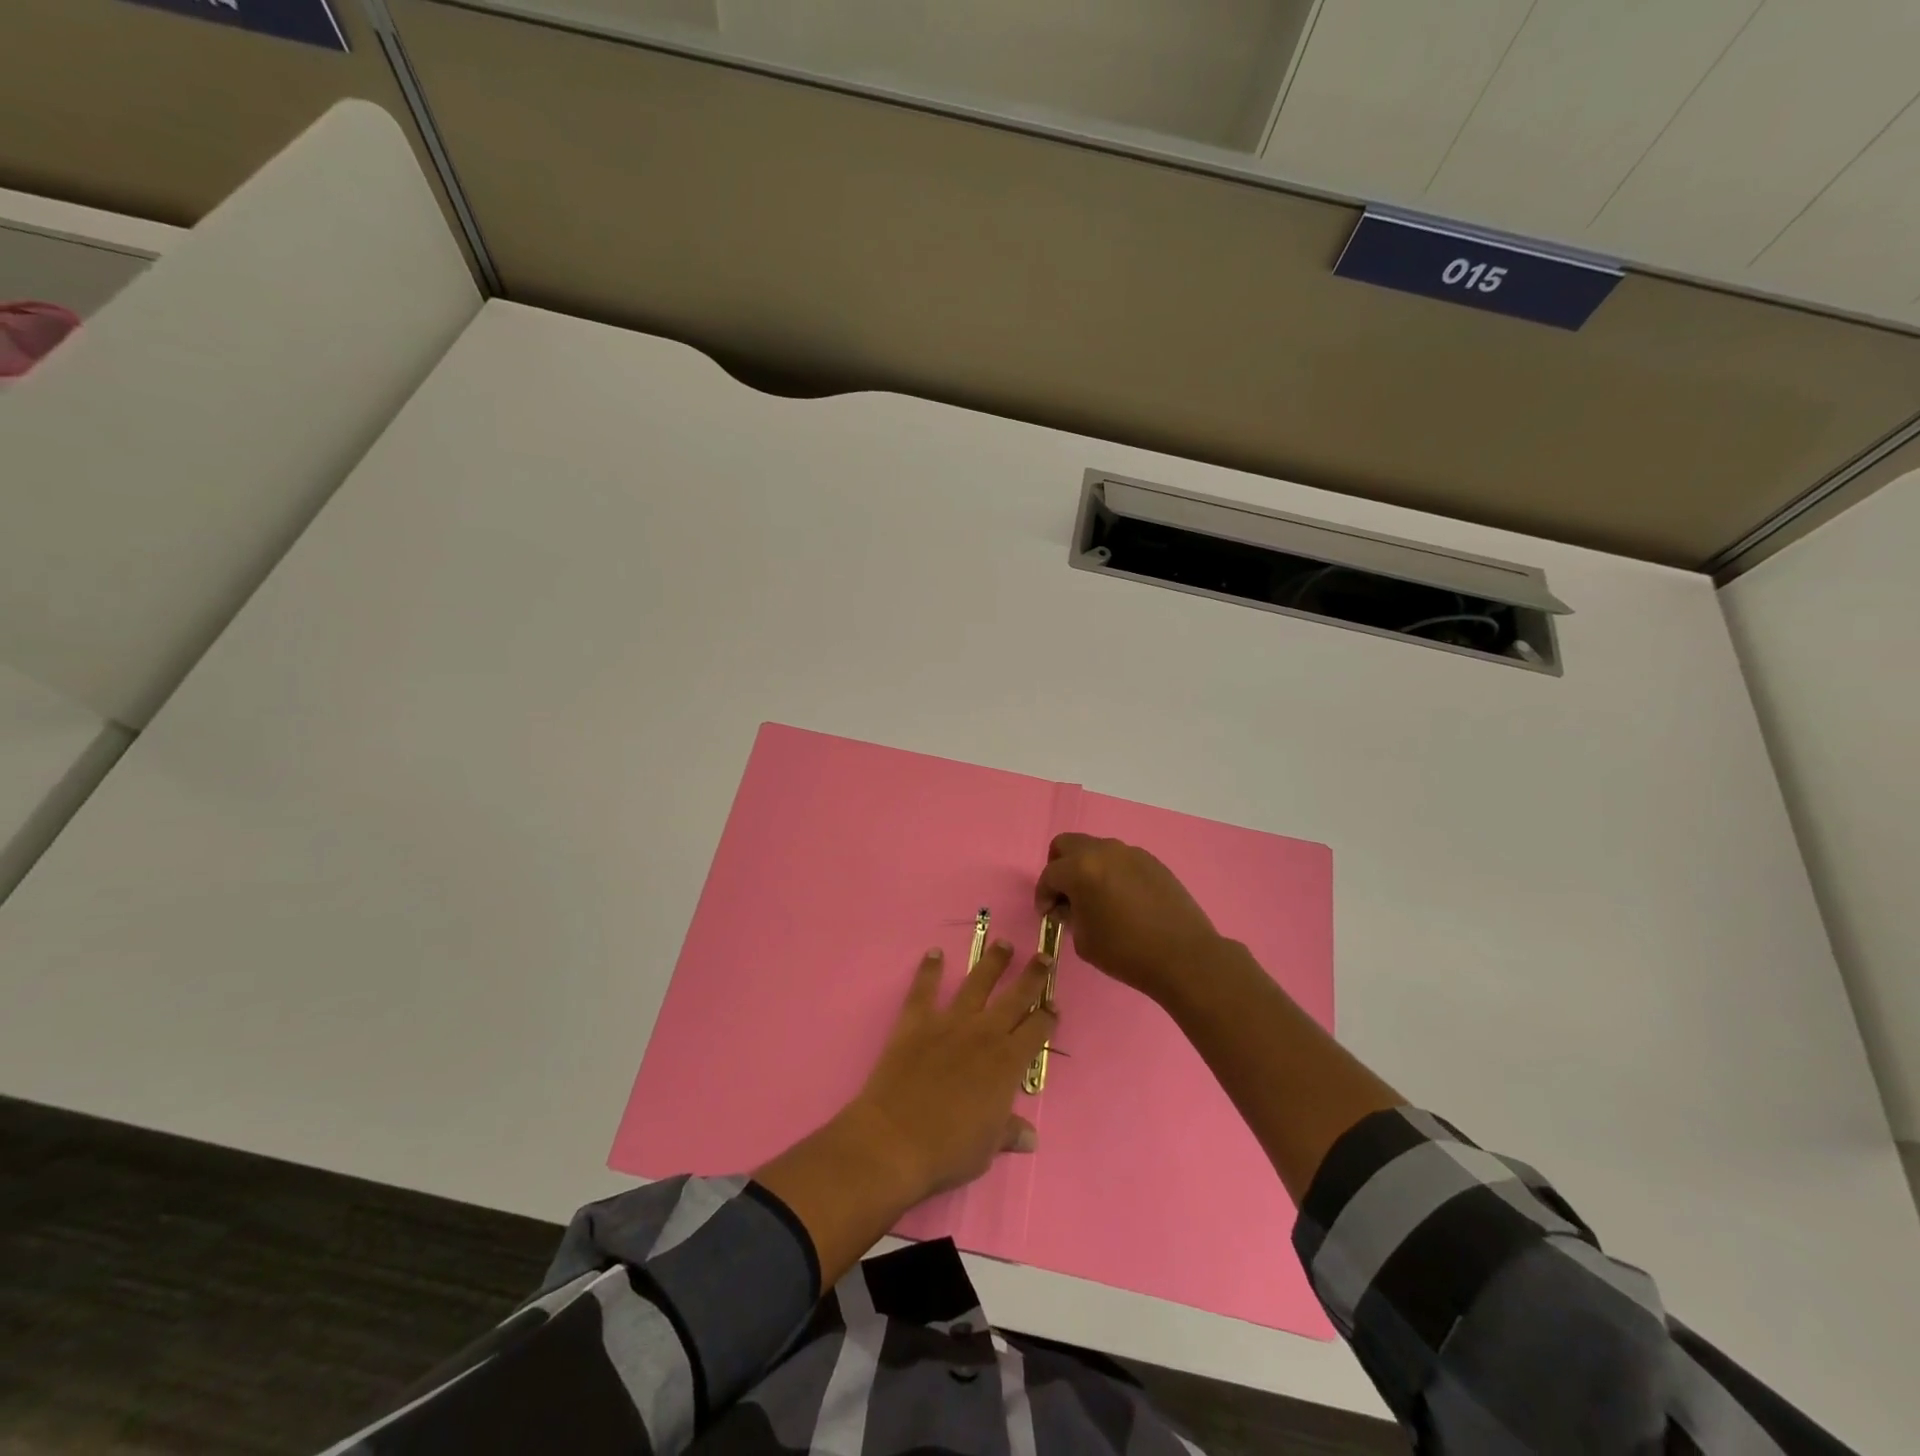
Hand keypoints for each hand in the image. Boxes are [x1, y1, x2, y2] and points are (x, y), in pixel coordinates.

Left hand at [845, 941, 1057, 1201]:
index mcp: (1008, 1063)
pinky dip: (929, 969)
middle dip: (1032, 976)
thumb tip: (1030, 1136)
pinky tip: (934, 953)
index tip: (1054, 1004)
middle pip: (1015, 997)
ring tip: (1003, 944)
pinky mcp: (916, 1021)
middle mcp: (984, 1033)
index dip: (1048, 1016)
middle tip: (1043, 957)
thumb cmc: (948, 1151)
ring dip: (992, 962)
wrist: (895, 1140)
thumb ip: (1009, 1132)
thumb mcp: (987, 1148)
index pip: (1037, 1031)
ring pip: (977, 983)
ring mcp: (949, 1023)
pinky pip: (924, 989)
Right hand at [1034, 833, 1221, 1005]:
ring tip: (1096, 898)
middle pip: (1067, 844)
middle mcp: (1104, 851)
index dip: (1043, 895)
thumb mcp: (1084, 940)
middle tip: (1066, 895)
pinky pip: (1121, 859)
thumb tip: (1069, 905)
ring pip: (1096, 849)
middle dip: (1060, 867)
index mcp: (1081, 868)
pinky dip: (1112, 872)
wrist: (1184, 956)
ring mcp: (1131, 853)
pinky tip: (1122, 899)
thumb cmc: (1126, 952)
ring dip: (1087, 868)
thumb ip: (1069, 915)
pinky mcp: (1152, 861)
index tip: (1048, 914)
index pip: (1050, 874)